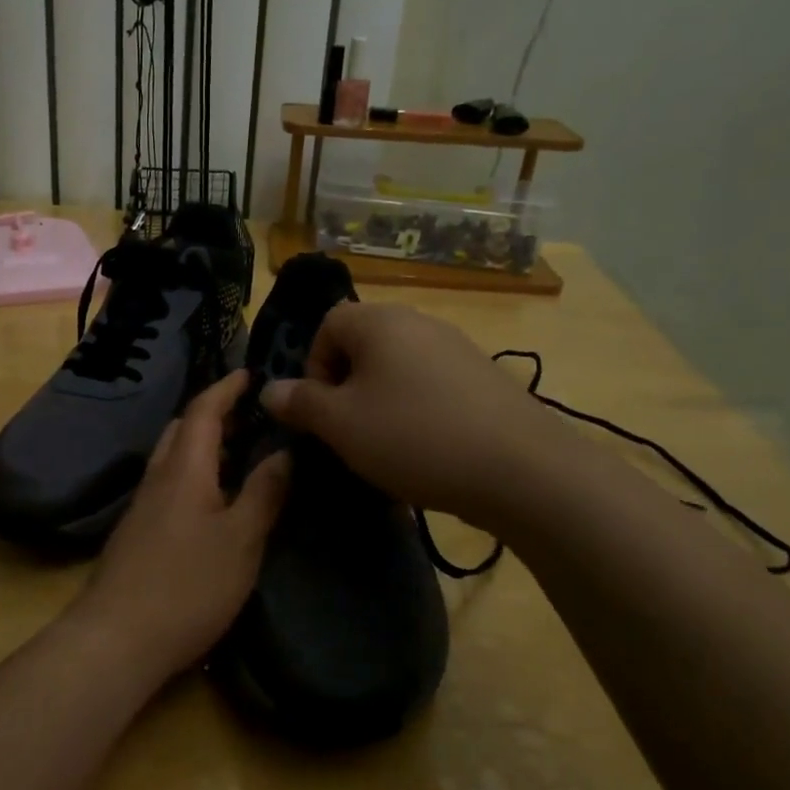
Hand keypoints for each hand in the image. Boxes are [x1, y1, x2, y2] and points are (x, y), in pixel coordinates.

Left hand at [70, 371, 291, 679]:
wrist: (117, 639)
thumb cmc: (187, 585)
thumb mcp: (241, 540)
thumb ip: (263, 493)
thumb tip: (284, 452)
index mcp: (184, 469)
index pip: (203, 411)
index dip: (225, 388)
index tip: (249, 373)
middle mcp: (158, 479)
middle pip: (182, 430)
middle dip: (214, 415)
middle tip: (249, 417)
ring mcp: (142, 508)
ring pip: (173, 459)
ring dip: (203, 446)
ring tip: (239, 456)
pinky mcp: (137, 535)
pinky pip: (168, 485)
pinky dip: (194, 475)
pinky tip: (213, 503)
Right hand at [259, 301, 542, 526]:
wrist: (520, 468)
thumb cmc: (413, 437)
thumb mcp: (341, 425)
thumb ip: (301, 403)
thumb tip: (270, 389)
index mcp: (379, 321)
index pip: (327, 325)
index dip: (314, 367)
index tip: (322, 412)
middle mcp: (419, 322)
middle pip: (364, 345)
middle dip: (347, 388)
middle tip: (350, 432)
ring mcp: (458, 347)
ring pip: (398, 368)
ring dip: (381, 402)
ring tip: (387, 447)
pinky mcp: (484, 377)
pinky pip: (432, 386)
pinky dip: (418, 411)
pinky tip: (428, 450)